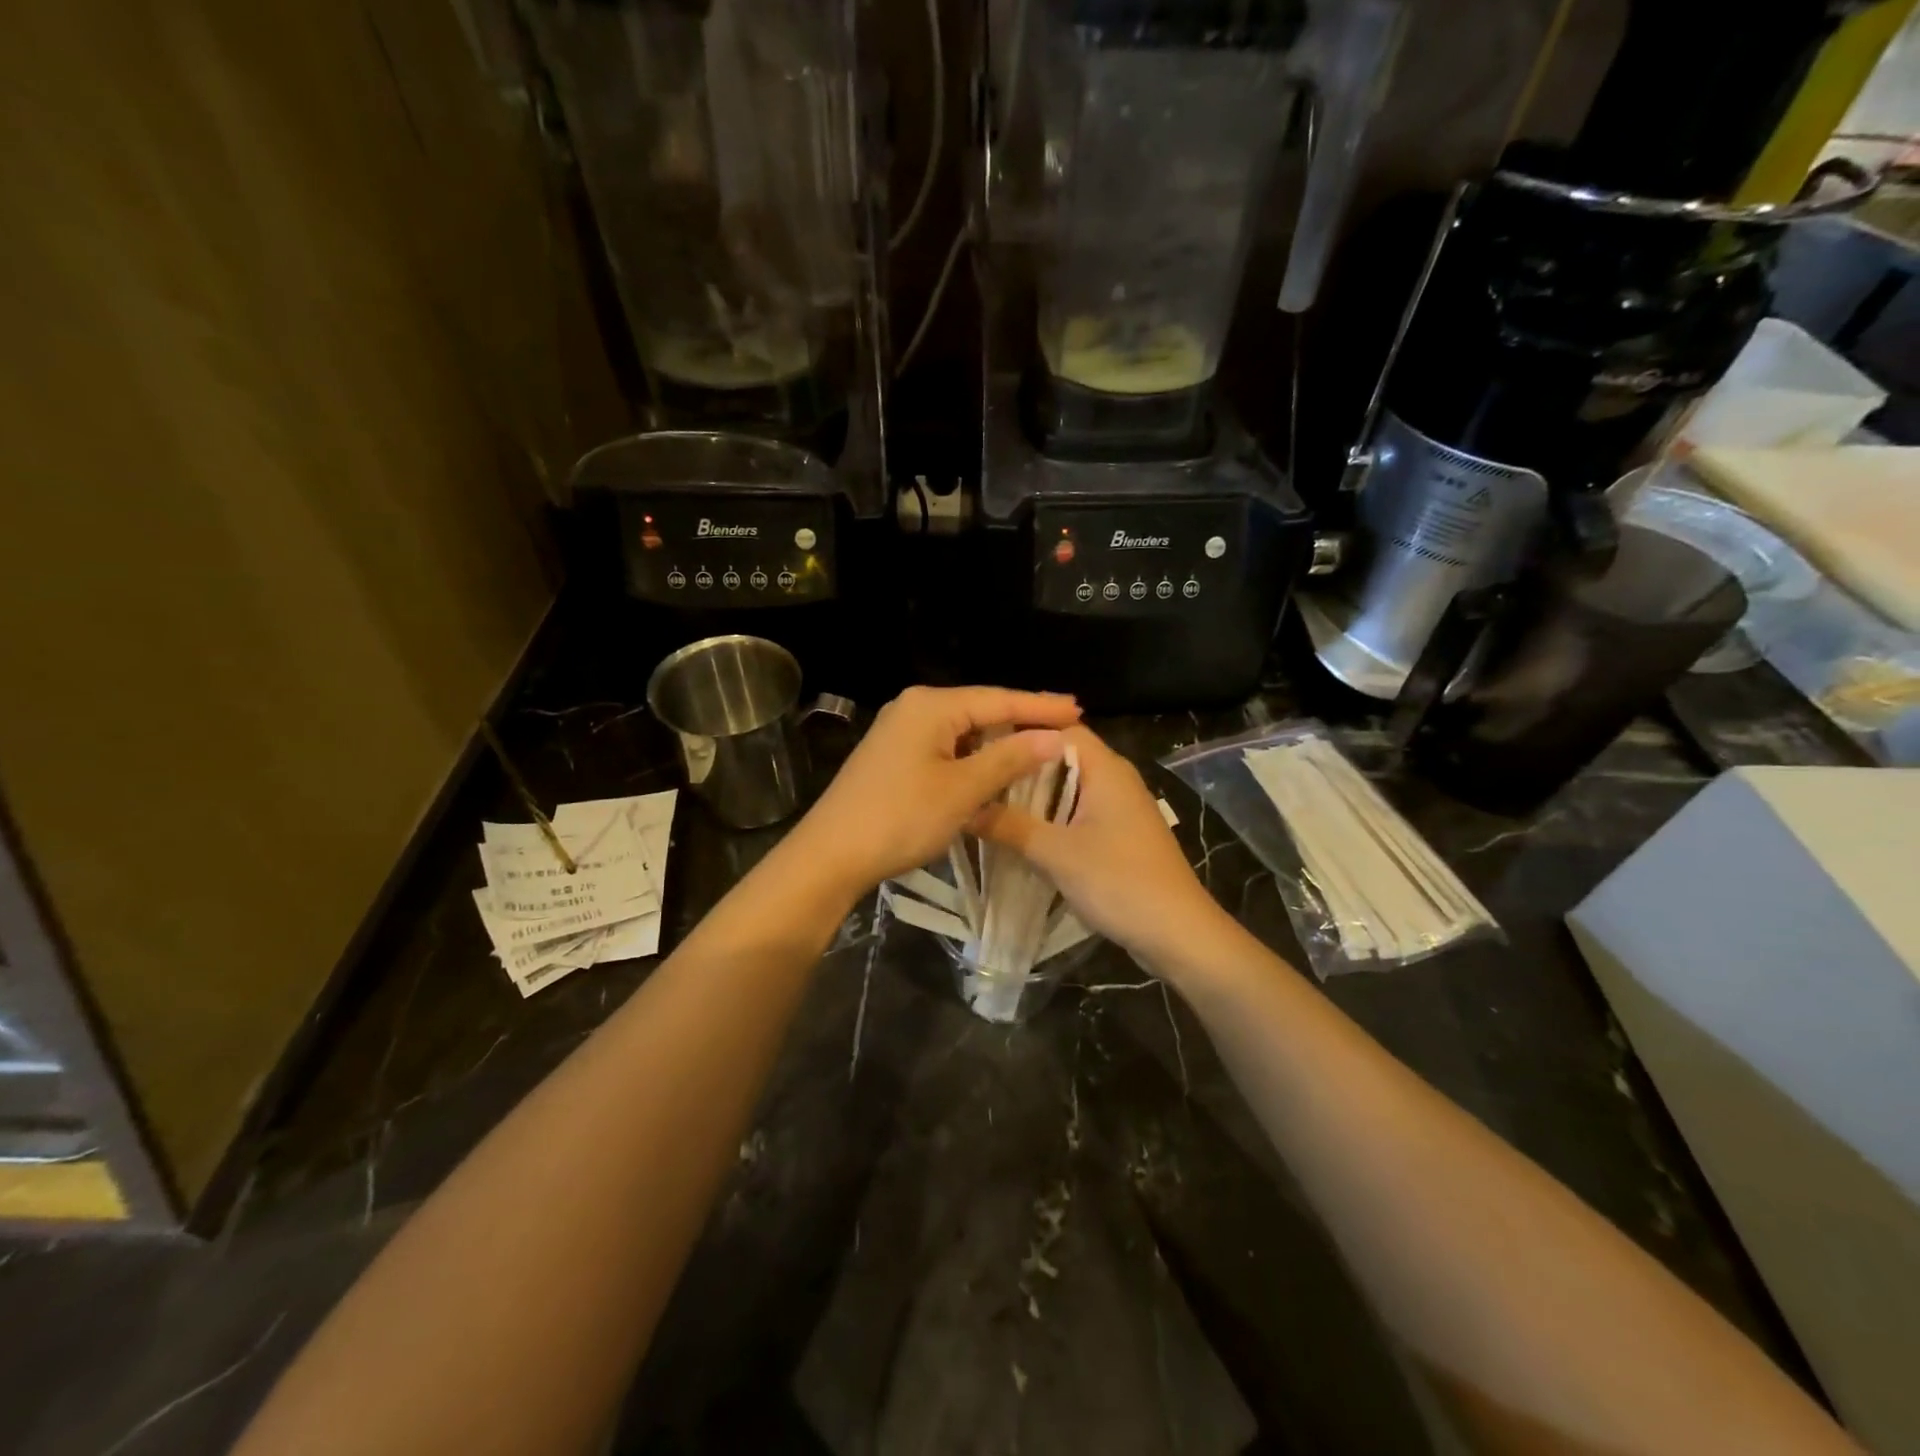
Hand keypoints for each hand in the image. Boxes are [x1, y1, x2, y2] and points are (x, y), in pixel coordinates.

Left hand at [792, 685, 1082, 893]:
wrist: (831, 854)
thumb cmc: (900, 817)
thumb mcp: (962, 790)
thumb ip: (1010, 759)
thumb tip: (1053, 737)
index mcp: (930, 706)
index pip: (998, 699)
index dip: (1040, 706)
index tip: (1079, 710)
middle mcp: (914, 708)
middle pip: (980, 711)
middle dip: (1021, 721)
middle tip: (1066, 727)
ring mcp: (900, 732)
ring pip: (963, 732)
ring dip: (998, 743)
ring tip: (1039, 748)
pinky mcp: (893, 757)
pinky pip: (945, 749)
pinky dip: (973, 759)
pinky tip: (994, 771)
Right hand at [971, 726, 1230, 972]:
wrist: (1178, 933)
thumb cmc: (1119, 882)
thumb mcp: (1056, 854)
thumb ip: (1009, 826)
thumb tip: (966, 808)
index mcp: (1106, 769)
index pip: (1060, 729)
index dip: (1022, 734)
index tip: (983, 748)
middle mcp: (1116, 779)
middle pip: (1063, 758)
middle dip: (1023, 769)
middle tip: (979, 779)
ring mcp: (1120, 809)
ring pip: (1069, 789)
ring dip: (1035, 798)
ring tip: (991, 806)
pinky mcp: (1120, 835)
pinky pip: (1079, 814)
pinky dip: (1052, 819)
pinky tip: (1023, 836)